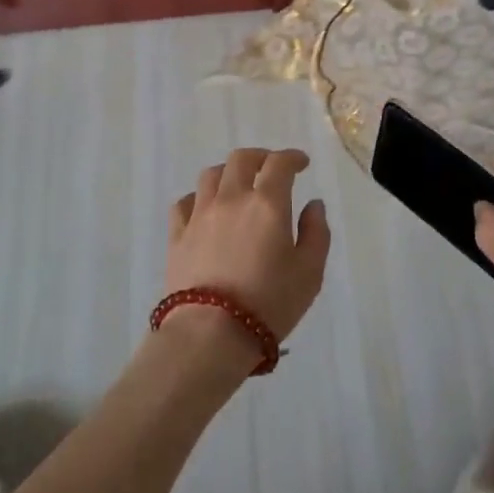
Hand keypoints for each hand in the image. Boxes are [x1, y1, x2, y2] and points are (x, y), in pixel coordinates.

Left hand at [167, 148, 330, 358]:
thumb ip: (316, 233)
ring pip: (210, 175)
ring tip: (238, 185)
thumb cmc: (268, 304)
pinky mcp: (177, 236)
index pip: (279, 163)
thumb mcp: (310, 273)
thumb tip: (313, 205)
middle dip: (260, 157)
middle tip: (271, 169)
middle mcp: (232, 199)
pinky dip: (198, 197)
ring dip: (228, 172)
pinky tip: (205, 209)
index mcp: (267, 203)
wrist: (209, 335)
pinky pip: (184, 203)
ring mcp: (200, 215)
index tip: (302, 164)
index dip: (292, 157)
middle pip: (241, 159)